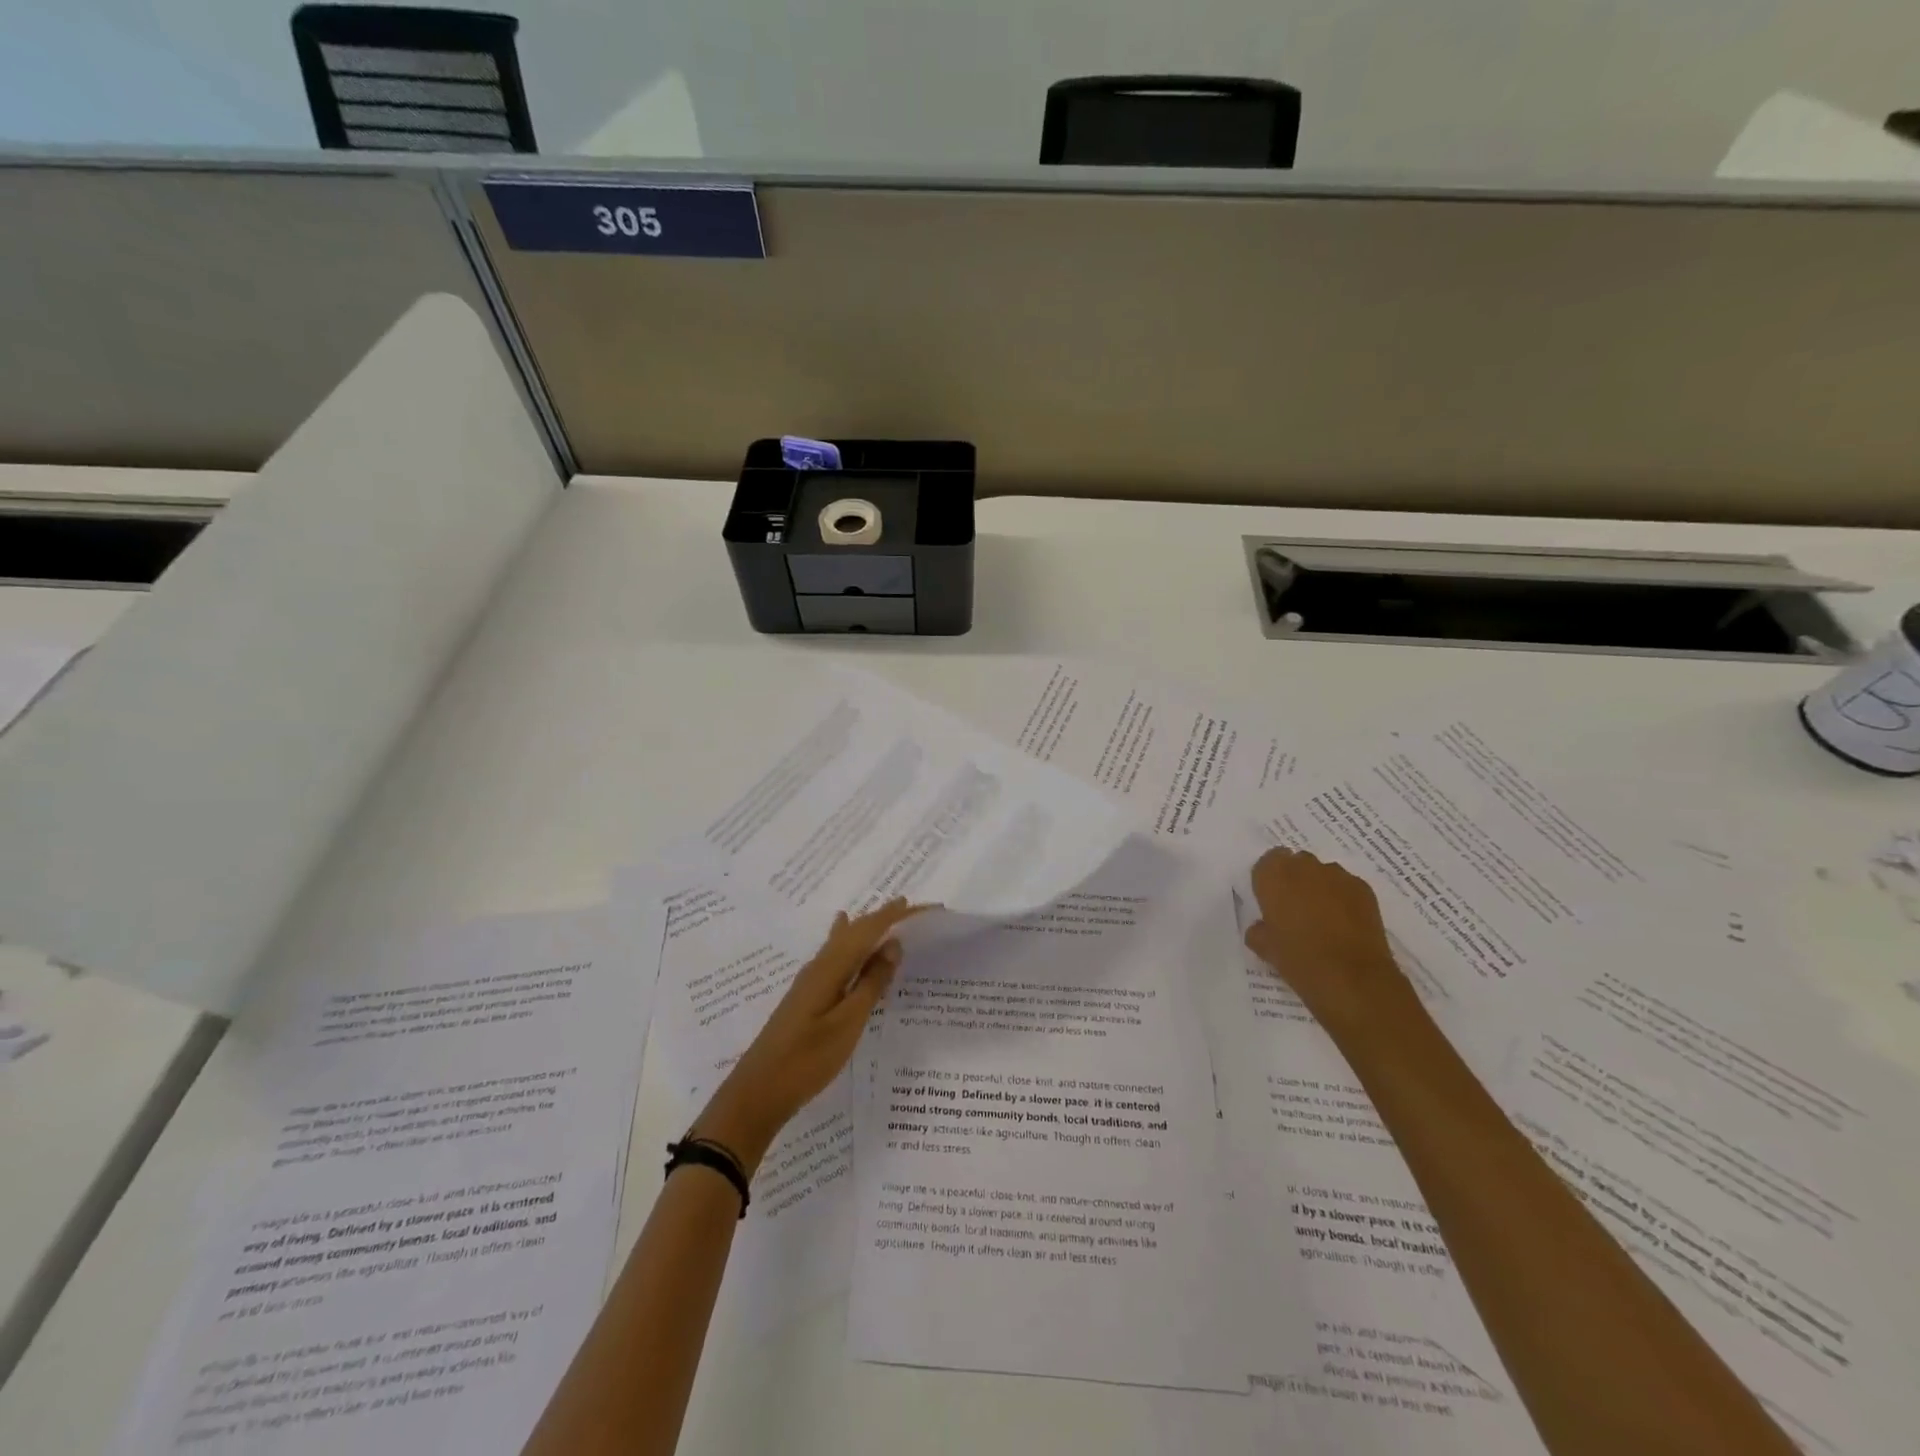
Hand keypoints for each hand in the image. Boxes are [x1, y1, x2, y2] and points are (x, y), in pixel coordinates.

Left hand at [690, 899, 921, 1171]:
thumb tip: (892, 944)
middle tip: (913, 910)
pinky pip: (836, 957)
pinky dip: (851, 945)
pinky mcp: (807, 997)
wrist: (758, 1093)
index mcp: (831, 968)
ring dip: (867, 929)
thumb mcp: (847, 1023)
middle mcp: (819, 966)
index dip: (896, 916)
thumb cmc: (807, 1059)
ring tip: (887, 918)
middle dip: (883, 918)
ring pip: (843, 942)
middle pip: (855, 930)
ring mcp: (810, 982)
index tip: (925, 907)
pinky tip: (846, 941)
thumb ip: (871, 983)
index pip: (868, 930)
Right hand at [1244, 847, 1412, 1030]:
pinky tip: (1344, 925)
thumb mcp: (1265, 949)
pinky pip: (1346, 887)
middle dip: (1295, 880)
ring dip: (1320, 888)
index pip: (1267, 862)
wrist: (1353, 978)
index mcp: (1273, 876)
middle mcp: (1305, 867)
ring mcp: (1337, 876)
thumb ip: (1259, 931)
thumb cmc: (1299, 960)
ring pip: (1323, 873)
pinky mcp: (1364, 890)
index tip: (1271, 901)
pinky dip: (1343, 899)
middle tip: (1295, 910)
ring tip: (1323, 919)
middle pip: (1296, 863)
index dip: (1269, 880)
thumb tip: (1263, 927)